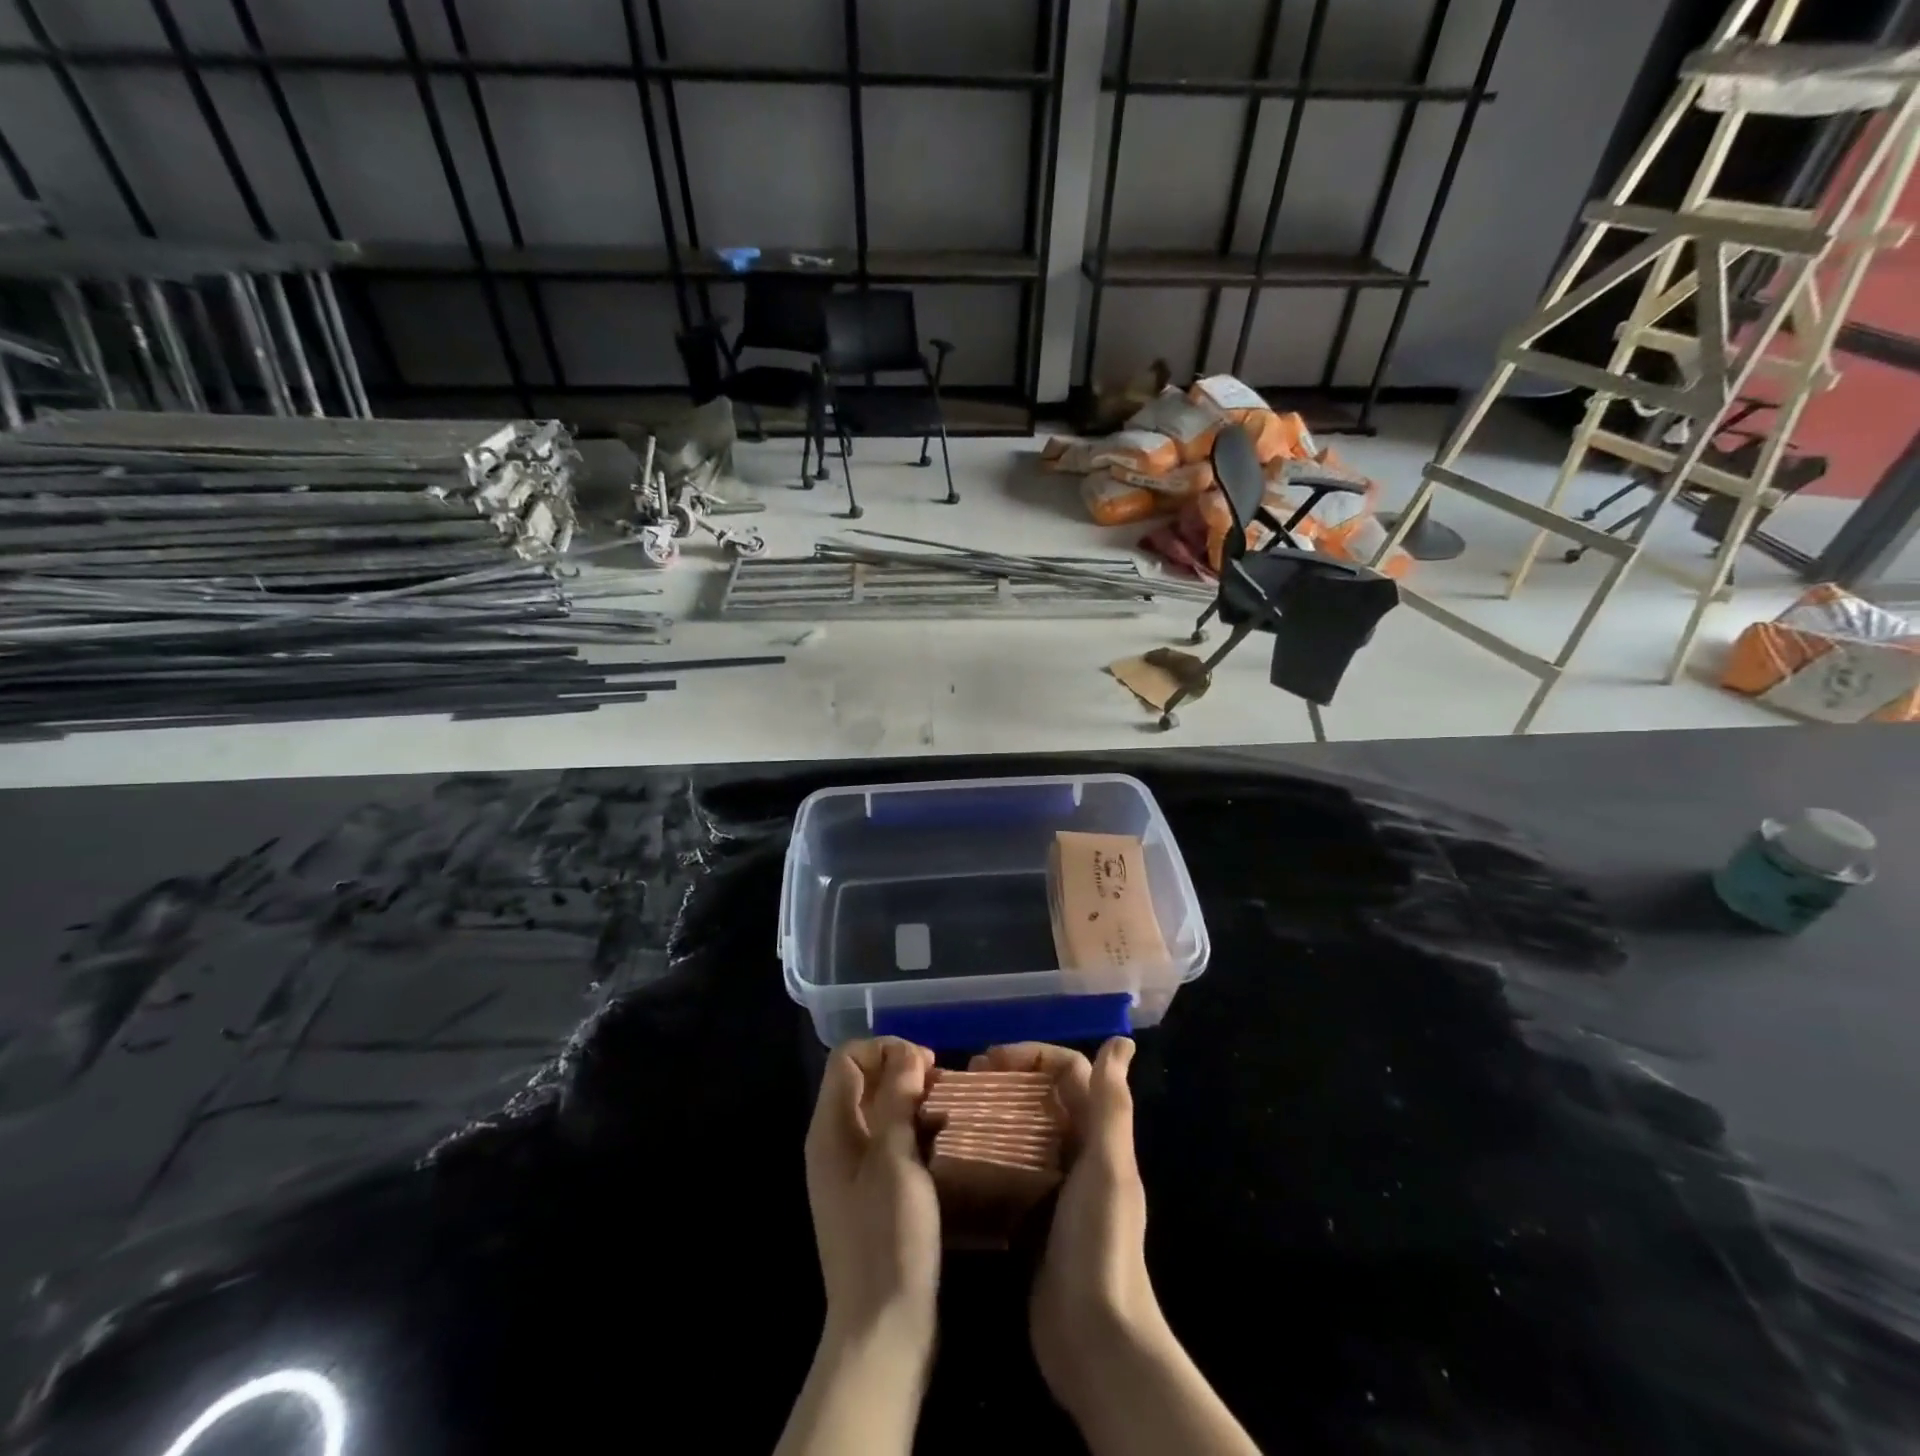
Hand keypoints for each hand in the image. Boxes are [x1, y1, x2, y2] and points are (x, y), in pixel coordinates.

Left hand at [804, 1037, 941, 1352]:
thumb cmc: (888, 1237)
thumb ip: (897, 1098)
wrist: (882, 1329)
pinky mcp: (870, 1194)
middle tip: (942, 1086)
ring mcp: (850, 1171)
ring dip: (911, 1101)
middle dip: (902, 1071)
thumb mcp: (896, 1159)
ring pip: (878, 1111)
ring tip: (949, 1111)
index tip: (926, 1065)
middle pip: (862, 1081)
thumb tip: (906, 1052)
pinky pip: (887, 1142)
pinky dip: (912, 1131)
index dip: (885, 1049)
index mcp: (829, 1129)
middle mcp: (834, 1143)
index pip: (847, 1058)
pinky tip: (942, 1143)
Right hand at [975, 1040, 1261, 1455]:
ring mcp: (1053, 1188)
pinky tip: (951, 1160)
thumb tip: (1121, 1041)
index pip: (1069, 1071)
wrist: (1094, 1340)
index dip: (1033, 1056)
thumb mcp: (1106, 1167)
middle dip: (1005, 1080)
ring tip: (950, 1113)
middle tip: (963, 1081)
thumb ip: (1111, 1105)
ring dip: (990, 1115)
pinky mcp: (1030, 1218)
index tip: (991, 1060)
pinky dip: (983, 1157)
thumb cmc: (1100, 1242)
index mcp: (1098, 1136)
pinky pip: (1005, 1172)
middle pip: (1040, 1098)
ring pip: (1020, 1132)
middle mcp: (1078, 1154)